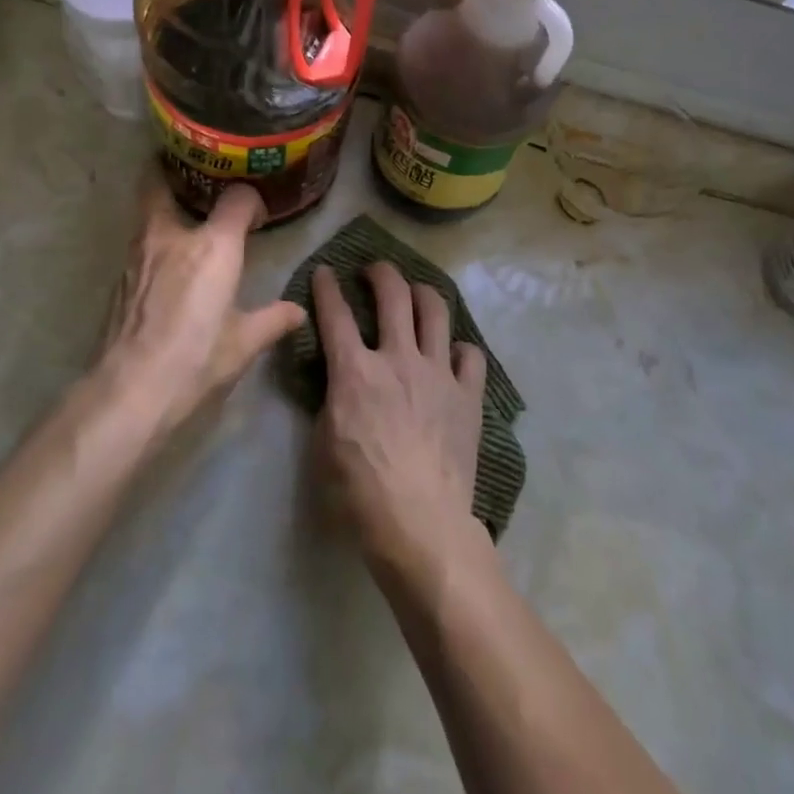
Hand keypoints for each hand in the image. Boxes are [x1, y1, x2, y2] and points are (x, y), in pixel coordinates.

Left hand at [98, 178, 304, 435]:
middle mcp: (172, 236)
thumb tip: (298, 312)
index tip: (257, 218)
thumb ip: (273, 320)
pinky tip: (165, 263)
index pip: (237, 199)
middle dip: (177, 175)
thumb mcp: (244, 343)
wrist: (130, 389)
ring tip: (185, 220)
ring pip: (147, 212)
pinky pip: (140, 243)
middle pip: (162, 183)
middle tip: (198, 181)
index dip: (250, 202)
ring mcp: (138, 254)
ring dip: (164, 208)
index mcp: (213, 246)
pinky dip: (154, 241)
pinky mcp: (120, 277)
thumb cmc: (196, 359)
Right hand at [312, 262, 488, 571]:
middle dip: (381, 272)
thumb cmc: (359, 491)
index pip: (335, 314)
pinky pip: (470, 354)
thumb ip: (331, 400)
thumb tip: (339, 381)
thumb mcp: (323, 443)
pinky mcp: (468, 394)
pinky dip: (459, 349)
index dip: (326, 287)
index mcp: (356, 372)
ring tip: (415, 292)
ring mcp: (438, 373)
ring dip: (422, 292)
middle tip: (374, 270)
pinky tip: (452, 355)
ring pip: (435, 310)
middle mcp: (399, 359)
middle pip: (394, 294)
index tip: (324, 272)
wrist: (420, 522)